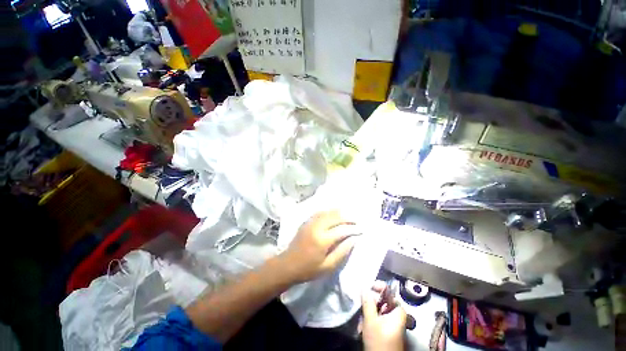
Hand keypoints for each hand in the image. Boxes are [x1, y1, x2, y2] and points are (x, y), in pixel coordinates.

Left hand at [280, 211, 358, 283]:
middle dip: (348, 217)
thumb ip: (342, 252)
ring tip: (348, 216)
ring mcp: (311, 222)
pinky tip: (334, 214)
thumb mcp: (328, 266)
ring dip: (339, 213)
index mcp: (322, 239)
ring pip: (328, 212)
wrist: (288, 265)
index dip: (353, 229)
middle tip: (357, 221)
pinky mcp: (307, 222)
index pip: (342, 230)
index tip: (361, 229)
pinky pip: (320, 213)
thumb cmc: (309, 269)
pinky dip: (329, 212)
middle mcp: (317, 227)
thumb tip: (353, 240)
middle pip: (335, 217)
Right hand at [362, 281, 406, 350]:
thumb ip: (368, 303)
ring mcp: (392, 322)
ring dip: (368, 312)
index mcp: (398, 311)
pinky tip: (362, 327)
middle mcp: (397, 315)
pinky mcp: (387, 329)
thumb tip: (364, 287)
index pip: (389, 291)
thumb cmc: (379, 342)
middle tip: (361, 304)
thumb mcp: (371, 321)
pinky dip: (370, 319)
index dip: (378, 287)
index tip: (367, 287)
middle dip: (370, 302)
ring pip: (378, 309)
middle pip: (382, 300)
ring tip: (361, 320)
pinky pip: (378, 317)